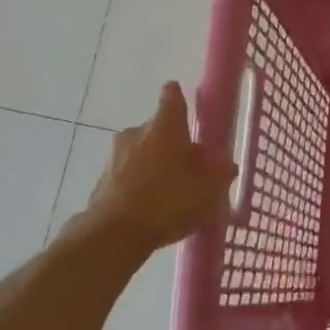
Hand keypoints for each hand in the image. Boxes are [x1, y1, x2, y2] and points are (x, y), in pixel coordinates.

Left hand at [85, 82, 235, 251]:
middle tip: (189, 165)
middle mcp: (137, 132)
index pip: (172, 96)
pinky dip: (137, 183)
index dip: (178, 97)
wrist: (115, 234)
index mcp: (165, 125)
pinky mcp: (101, 180)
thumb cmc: (168, 200)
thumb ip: (220, 174)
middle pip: (157, 128)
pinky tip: (149, 207)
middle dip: (171, 142)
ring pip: (140, 152)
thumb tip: (228, 164)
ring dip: (153, 164)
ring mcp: (114, 155)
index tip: (184, 103)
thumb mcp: (208, 190)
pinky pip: (126, 174)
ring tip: (169, 191)